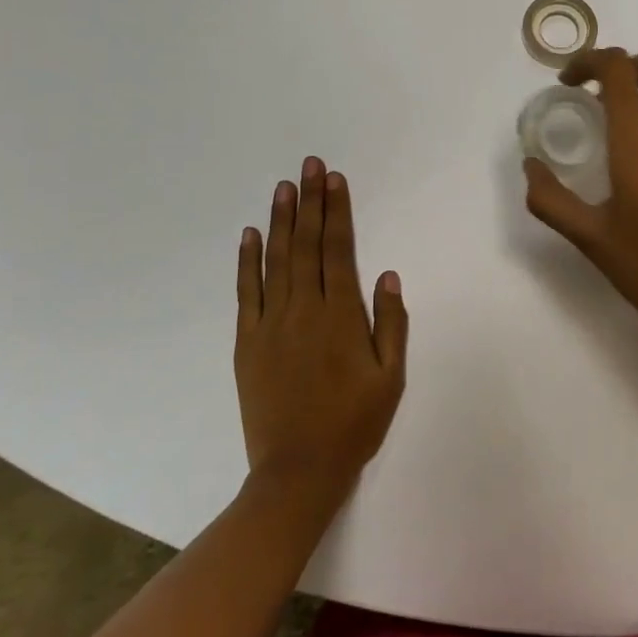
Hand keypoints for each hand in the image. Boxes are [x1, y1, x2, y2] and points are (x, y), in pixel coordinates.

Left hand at [235, 157, 408, 499]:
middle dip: (310, 201)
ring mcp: (271, 324)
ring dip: (280, 221)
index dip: (337, 212)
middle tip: (310, 165)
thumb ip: (391, 324)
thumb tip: (388, 276)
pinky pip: (246, 292)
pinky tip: (249, 235)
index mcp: (341, 316)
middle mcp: (304, 310)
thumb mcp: (390, 378)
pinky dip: (247, 261)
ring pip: (276, 260)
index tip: (335, 180)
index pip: (338, 250)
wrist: (297, 471)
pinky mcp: (248, 342)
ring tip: (284, 186)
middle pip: (306, 245)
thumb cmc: (353, 423)